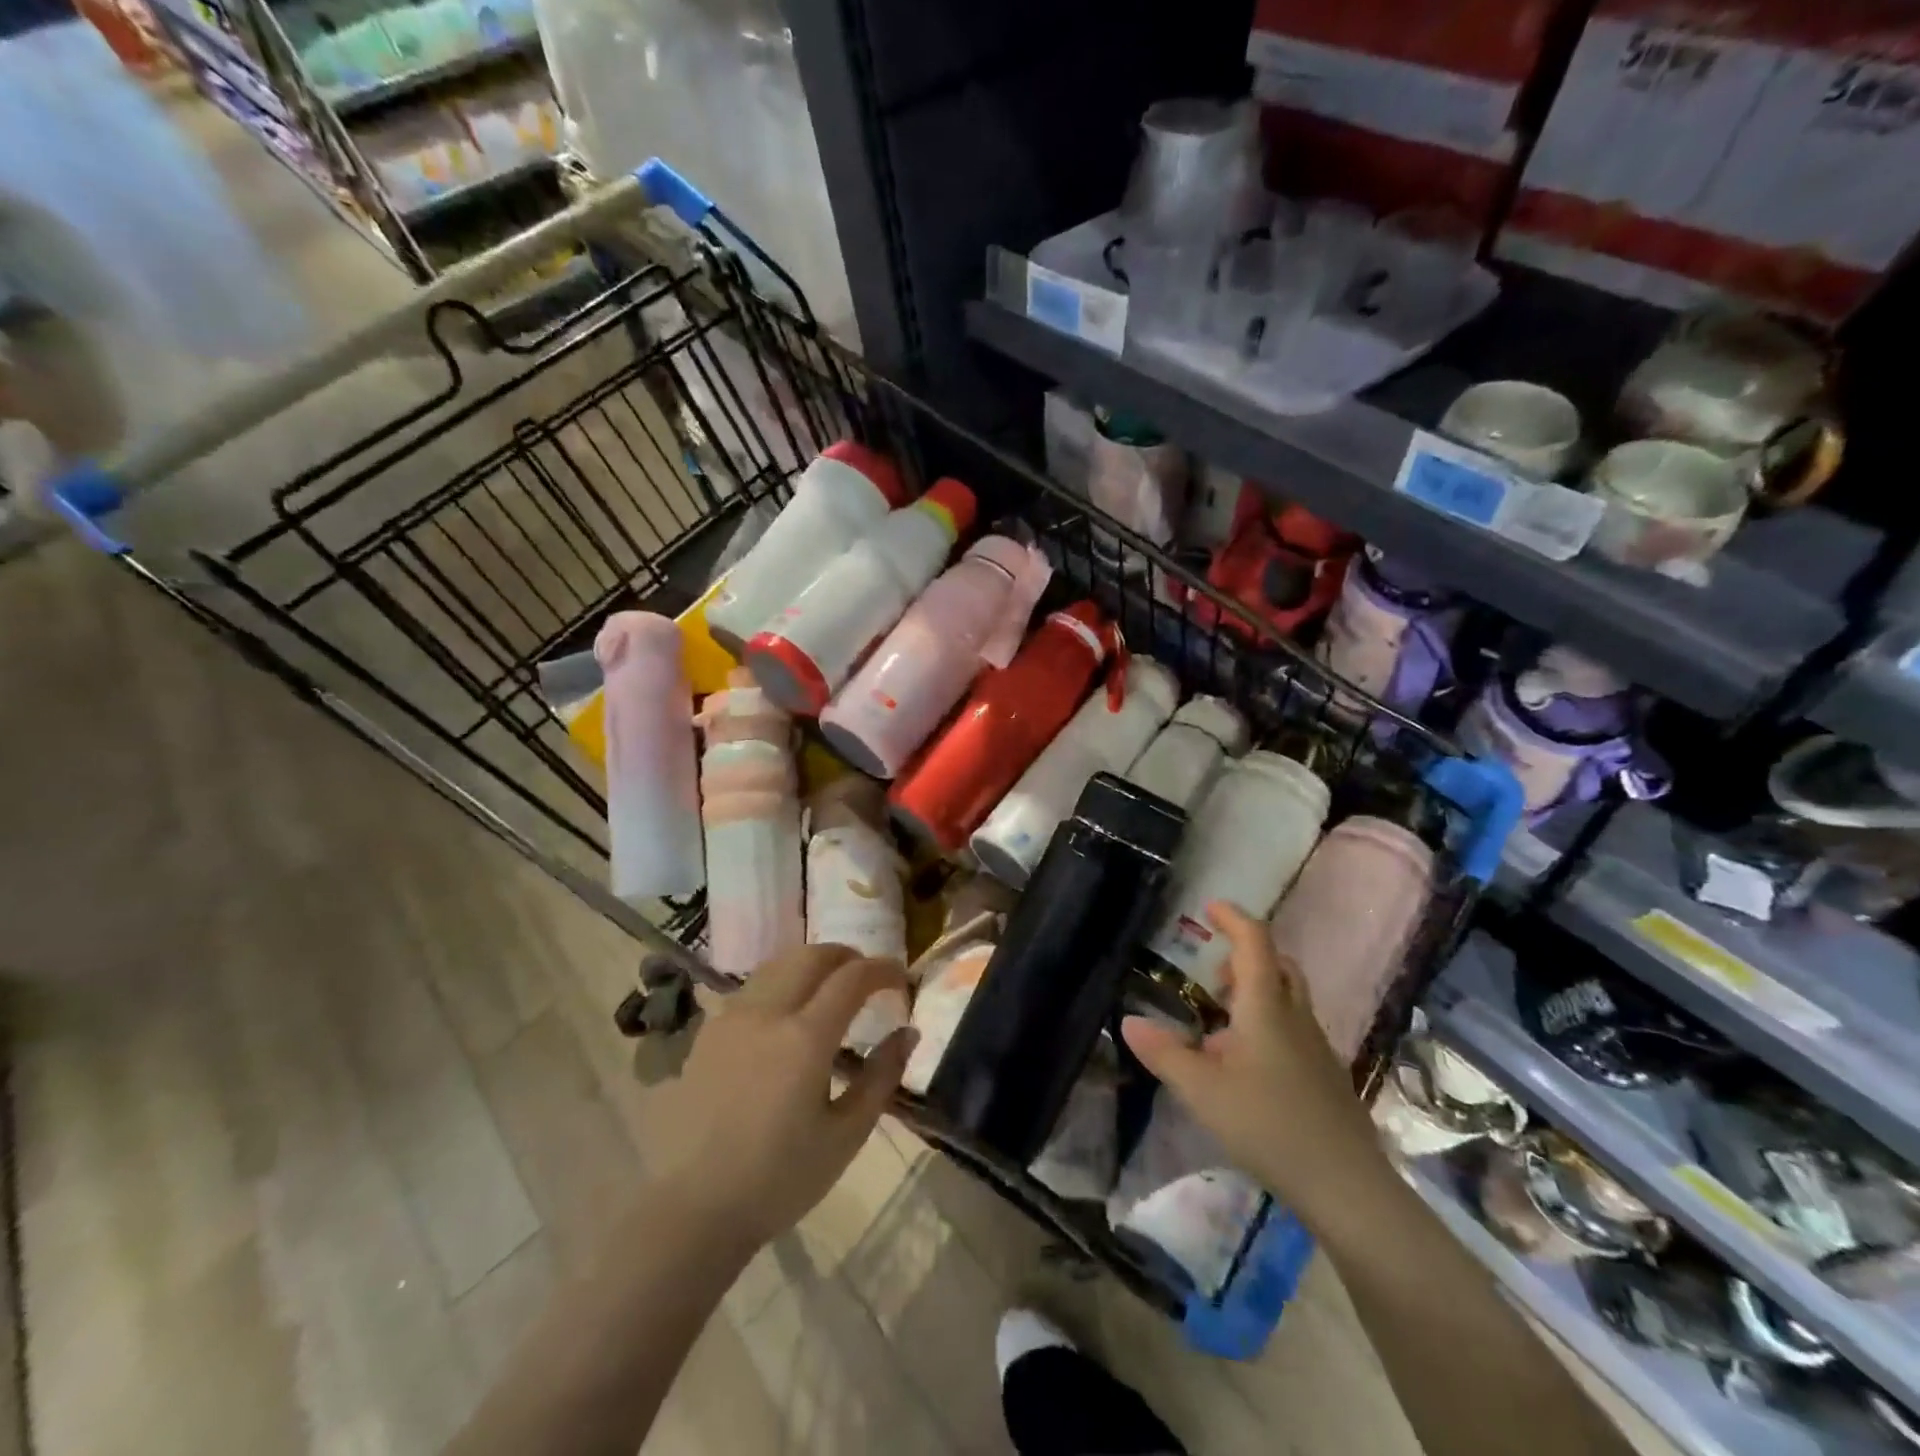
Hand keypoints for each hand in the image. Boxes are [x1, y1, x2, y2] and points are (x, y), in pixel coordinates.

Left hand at [651, 945, 915, 1251]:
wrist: (694, 1208)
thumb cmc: (779, 1179)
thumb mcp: (845, 1136)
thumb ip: (881, 1077)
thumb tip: (908, 1033)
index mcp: (805, 1038)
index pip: (852, 978)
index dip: (883, 969)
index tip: (901, 978)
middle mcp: (767, 1013)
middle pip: (812, 955)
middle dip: (847, 956)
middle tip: (868, 976)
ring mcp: (732, 1018)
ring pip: (779, 963)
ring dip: (812, 963)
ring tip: (830, 986)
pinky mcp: (709, 1032)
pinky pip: (753, 987)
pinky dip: (782, 981)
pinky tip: (788, 1012)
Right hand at [1121, 901, 1388, 1228]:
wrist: (1347, 1187)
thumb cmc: (1269, 1124)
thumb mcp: (1202, 1090)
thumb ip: (1164, 1054)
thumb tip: (1129, 1021)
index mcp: (1266, 1008)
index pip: (1255, 943)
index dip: (1233, 918)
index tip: (1209, 908)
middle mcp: (1296, 1017)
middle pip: (1279, 967)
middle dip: (1247, 957)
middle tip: (1214, 974)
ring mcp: (1316, 1048)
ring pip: (1289, 999)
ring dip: (1257, 992)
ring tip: (1222, 1022)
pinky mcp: (1326, 1077)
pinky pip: (1295, 1030)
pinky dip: (1269, 1025)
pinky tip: (1247, 1066)